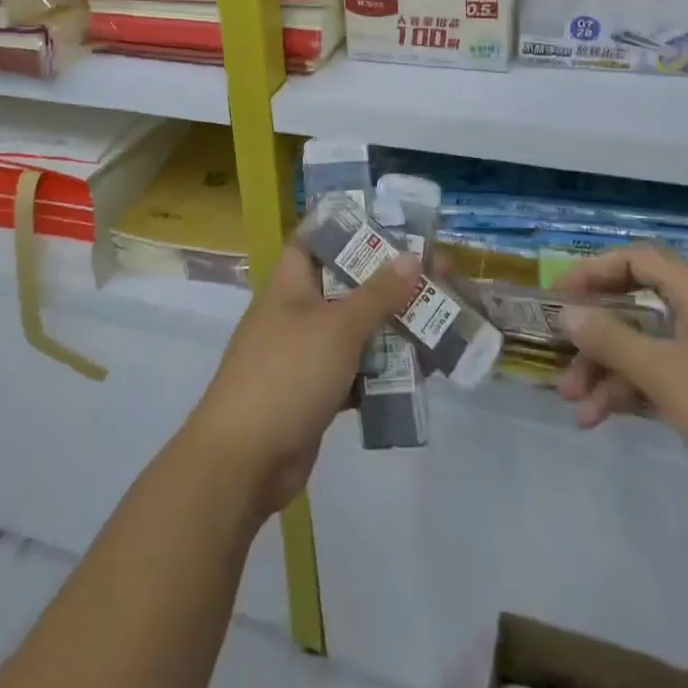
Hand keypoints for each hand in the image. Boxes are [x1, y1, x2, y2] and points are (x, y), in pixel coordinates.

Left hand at [187, 242, 417, 519]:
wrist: (244, 460)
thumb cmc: (288, 374)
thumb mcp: (338, 327)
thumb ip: (378, 293)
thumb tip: (412, 256)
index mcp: (291, 283)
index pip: (318, 239)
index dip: (353, 228)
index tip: (395, 226)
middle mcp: (298, 311)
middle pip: (349, 285)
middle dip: (392, 282)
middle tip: (440, 276)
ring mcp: (306, 354)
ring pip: (357, 330)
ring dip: (395, 327)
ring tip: (443, 319)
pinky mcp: (317, 392)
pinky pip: (358, 370)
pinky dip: (385, 370)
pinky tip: (424, 369)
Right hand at [555, 246, 687, 539]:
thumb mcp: (665, 372)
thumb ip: (612, 339)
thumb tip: (569, 313)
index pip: (639, 261)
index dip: (595, 271)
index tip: (561, 298)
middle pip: (639, 310)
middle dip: (596, 337)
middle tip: (561, 362)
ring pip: (650, 352)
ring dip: (609, 373)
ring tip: (575, 408)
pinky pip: (668, 382)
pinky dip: (635, 395)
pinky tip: (604, 420)